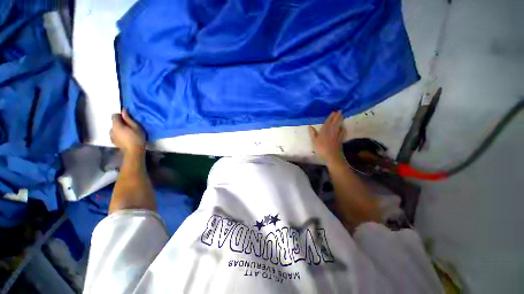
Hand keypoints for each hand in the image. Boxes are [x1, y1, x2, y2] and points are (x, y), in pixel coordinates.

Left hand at [110, 110, 145, 155]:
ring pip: (114, 129)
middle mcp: (111, 129)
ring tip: (128, 133)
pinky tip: (125, 138)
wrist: (134, 151)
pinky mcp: (113, 141)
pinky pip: (115, 134)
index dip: (121, 115)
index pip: (114, 115)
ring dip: (119, 129)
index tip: (128, 119)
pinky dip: (119, 134)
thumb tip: (123, 110)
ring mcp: (111, 136)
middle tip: (130, 126)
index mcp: (116, 125)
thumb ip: (128, 119)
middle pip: (114, 123)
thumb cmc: (137, 138)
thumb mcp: (136, 127)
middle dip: (121, 123)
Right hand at [308, 111, 345, 164]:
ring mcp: (337, 135)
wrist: (331, 156)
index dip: (331, 117)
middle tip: (340, 111)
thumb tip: (310, 126)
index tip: (334, 111)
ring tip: (342, 116)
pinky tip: (343, 128)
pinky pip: (342, 132)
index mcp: (325, 130)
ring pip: (339, 126)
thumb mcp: (314, 141)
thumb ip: (312, 133)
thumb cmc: (321, 148)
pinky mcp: (340, 139)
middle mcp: (332, 131)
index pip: (328, 122)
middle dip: (337, 116)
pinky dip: (343, 129)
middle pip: (335, 122)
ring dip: (340, 120)